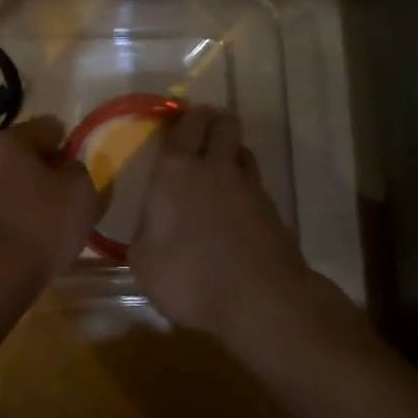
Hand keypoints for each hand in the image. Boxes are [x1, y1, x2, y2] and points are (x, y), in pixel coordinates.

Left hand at [0, 116, 102, 289]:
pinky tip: (27, 235)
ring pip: (6, 180)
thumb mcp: (81, 190)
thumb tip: (65, 168)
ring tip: (47, 219)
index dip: (67, 144)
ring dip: (25, 191)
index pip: (47, 127)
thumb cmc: (43, 222)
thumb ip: (78, 169)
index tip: (78, 168)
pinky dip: (11, 213)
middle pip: (22, 153)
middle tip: (65, 193)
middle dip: (43, 168)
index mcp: (9, 139)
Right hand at [126, 105, 311, 339]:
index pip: (185, 126)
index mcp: (176, 171)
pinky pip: (256, 184)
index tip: (183, 118)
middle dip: (215, 121)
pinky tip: (238, 207)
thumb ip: (146, 231)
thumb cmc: (189, 276)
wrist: (259, 300)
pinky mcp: (273, 210)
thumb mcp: (144, 260)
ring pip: (243, 151)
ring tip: (222, 167)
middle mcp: (214, 167)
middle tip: (205, 131)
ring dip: (232, 152)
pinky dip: (247, 187)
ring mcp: (249, 187)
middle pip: (223, 125)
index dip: (186, 117)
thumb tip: (154, 223)